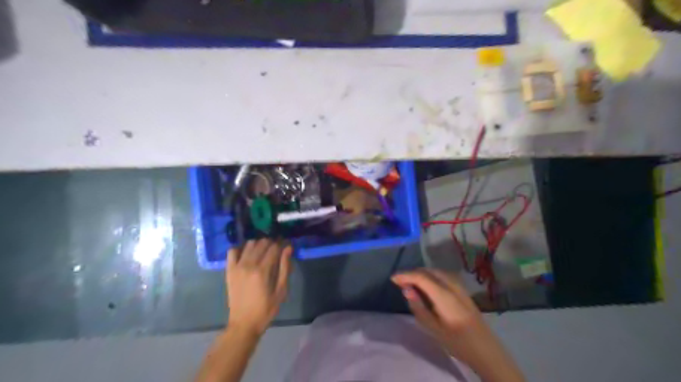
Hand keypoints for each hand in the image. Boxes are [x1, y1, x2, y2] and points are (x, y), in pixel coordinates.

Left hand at [227, 240, 293, 335]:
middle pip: (262, 243)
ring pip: (249, 244)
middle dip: (271, 243)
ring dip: (258, 244)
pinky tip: (247, 254)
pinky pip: (232, 251)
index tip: (286, 247)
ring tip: (263, 252)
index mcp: (263, 271)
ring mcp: (237, 266)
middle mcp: (248, 265)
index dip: (282, 245)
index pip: (274, 247)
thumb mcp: (281, 290)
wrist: (243, 324)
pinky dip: (241, 248)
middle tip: (276, 251)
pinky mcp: (229, 270)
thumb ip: (284, 268)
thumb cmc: (266, 309)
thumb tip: (288, 248)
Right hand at [391, 271, 486, 347]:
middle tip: (400, 282)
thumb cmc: (457, 342)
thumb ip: (418, 307)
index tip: (393, 279)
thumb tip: (406, 289)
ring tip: (411, 283)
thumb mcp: (433, 329)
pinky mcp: (463, 290)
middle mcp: (452, 285)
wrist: (486, 349)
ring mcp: (460, 286)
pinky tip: (428, 285)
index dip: (405, 275)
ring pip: (437, 272)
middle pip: (429, 271)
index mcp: (443, 295)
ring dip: (422, 274)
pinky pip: (443, 276)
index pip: (420, 277)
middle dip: (413, 273)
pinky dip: (432, 276)